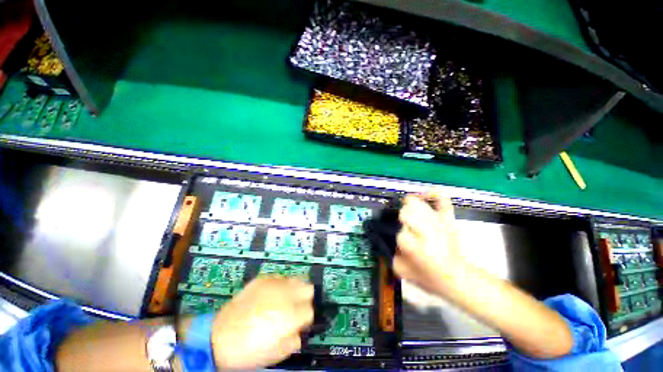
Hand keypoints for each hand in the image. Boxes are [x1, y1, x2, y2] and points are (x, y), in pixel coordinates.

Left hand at [211, 277, 313, 369]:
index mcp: (291, 315)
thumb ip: (295, 340)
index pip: (311, 310)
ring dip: (294, 289)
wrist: (219, 337)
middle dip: (305, 298)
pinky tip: (270, 296)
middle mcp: (286, 295)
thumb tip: (300, 330)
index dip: (306, 318)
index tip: (300, 322)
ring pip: (296, 279)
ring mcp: (274, 284)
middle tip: (295, 308)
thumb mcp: (276, 354)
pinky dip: (280, 286)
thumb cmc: (248, 351)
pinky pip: (279, 278)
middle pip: (308, 288)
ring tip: (285, 300)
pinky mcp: (263, 279)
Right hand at [394, 189, 463, 293]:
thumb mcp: (401, 270)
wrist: (458, 278)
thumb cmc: (429, 277)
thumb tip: (388, 238)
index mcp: (415, 247)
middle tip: (407, 229)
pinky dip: (432, 194)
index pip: (399, 231)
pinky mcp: (448, 218)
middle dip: (402, 220)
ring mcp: (439, 222)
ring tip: (411, 215)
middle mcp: (427, 232)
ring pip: (417, 203)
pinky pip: (441, 198)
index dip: (398, 237)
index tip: (402, 243)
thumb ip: (390, 253)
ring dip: (410, 208)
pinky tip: (424, 196)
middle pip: (405, 212)